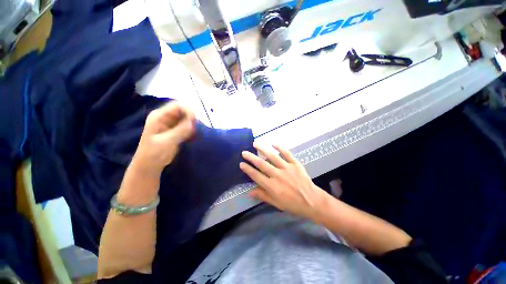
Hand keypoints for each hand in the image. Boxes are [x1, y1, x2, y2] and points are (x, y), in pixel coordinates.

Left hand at [133, 102, 194, 174]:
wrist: (149, 166)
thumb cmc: (154, 154)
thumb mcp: (167, 141)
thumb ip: (181, 130)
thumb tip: (194, 121)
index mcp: (159, 116)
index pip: (177, 106)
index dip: (188, 110)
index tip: (196, 121)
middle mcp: (165, 117)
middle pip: (183, 111)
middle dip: (191, 118)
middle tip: (196, 129)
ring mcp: (170, 123)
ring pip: (186, 118)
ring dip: (192, 125)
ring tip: (194, 134)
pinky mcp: (175, 130)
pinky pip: (186, 125)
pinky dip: (191, 129)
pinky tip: (193, 136)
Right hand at [240, 144, 329, 221]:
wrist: (312, 201)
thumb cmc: (292, 204)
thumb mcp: (276, 203)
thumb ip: (262, 195)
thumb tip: (249, 192)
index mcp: (272, 186)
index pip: (256, 176)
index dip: (247, 169)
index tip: (241, 163)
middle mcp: (277, 175)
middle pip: (261, 164)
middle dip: (251, 157)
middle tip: (244, 152)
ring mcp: (287, 168)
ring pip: (272, 156)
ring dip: (262, 149)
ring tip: (255, 144)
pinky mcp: (295, 164)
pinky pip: (287, 154)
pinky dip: (280, 147)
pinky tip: (273, 143)